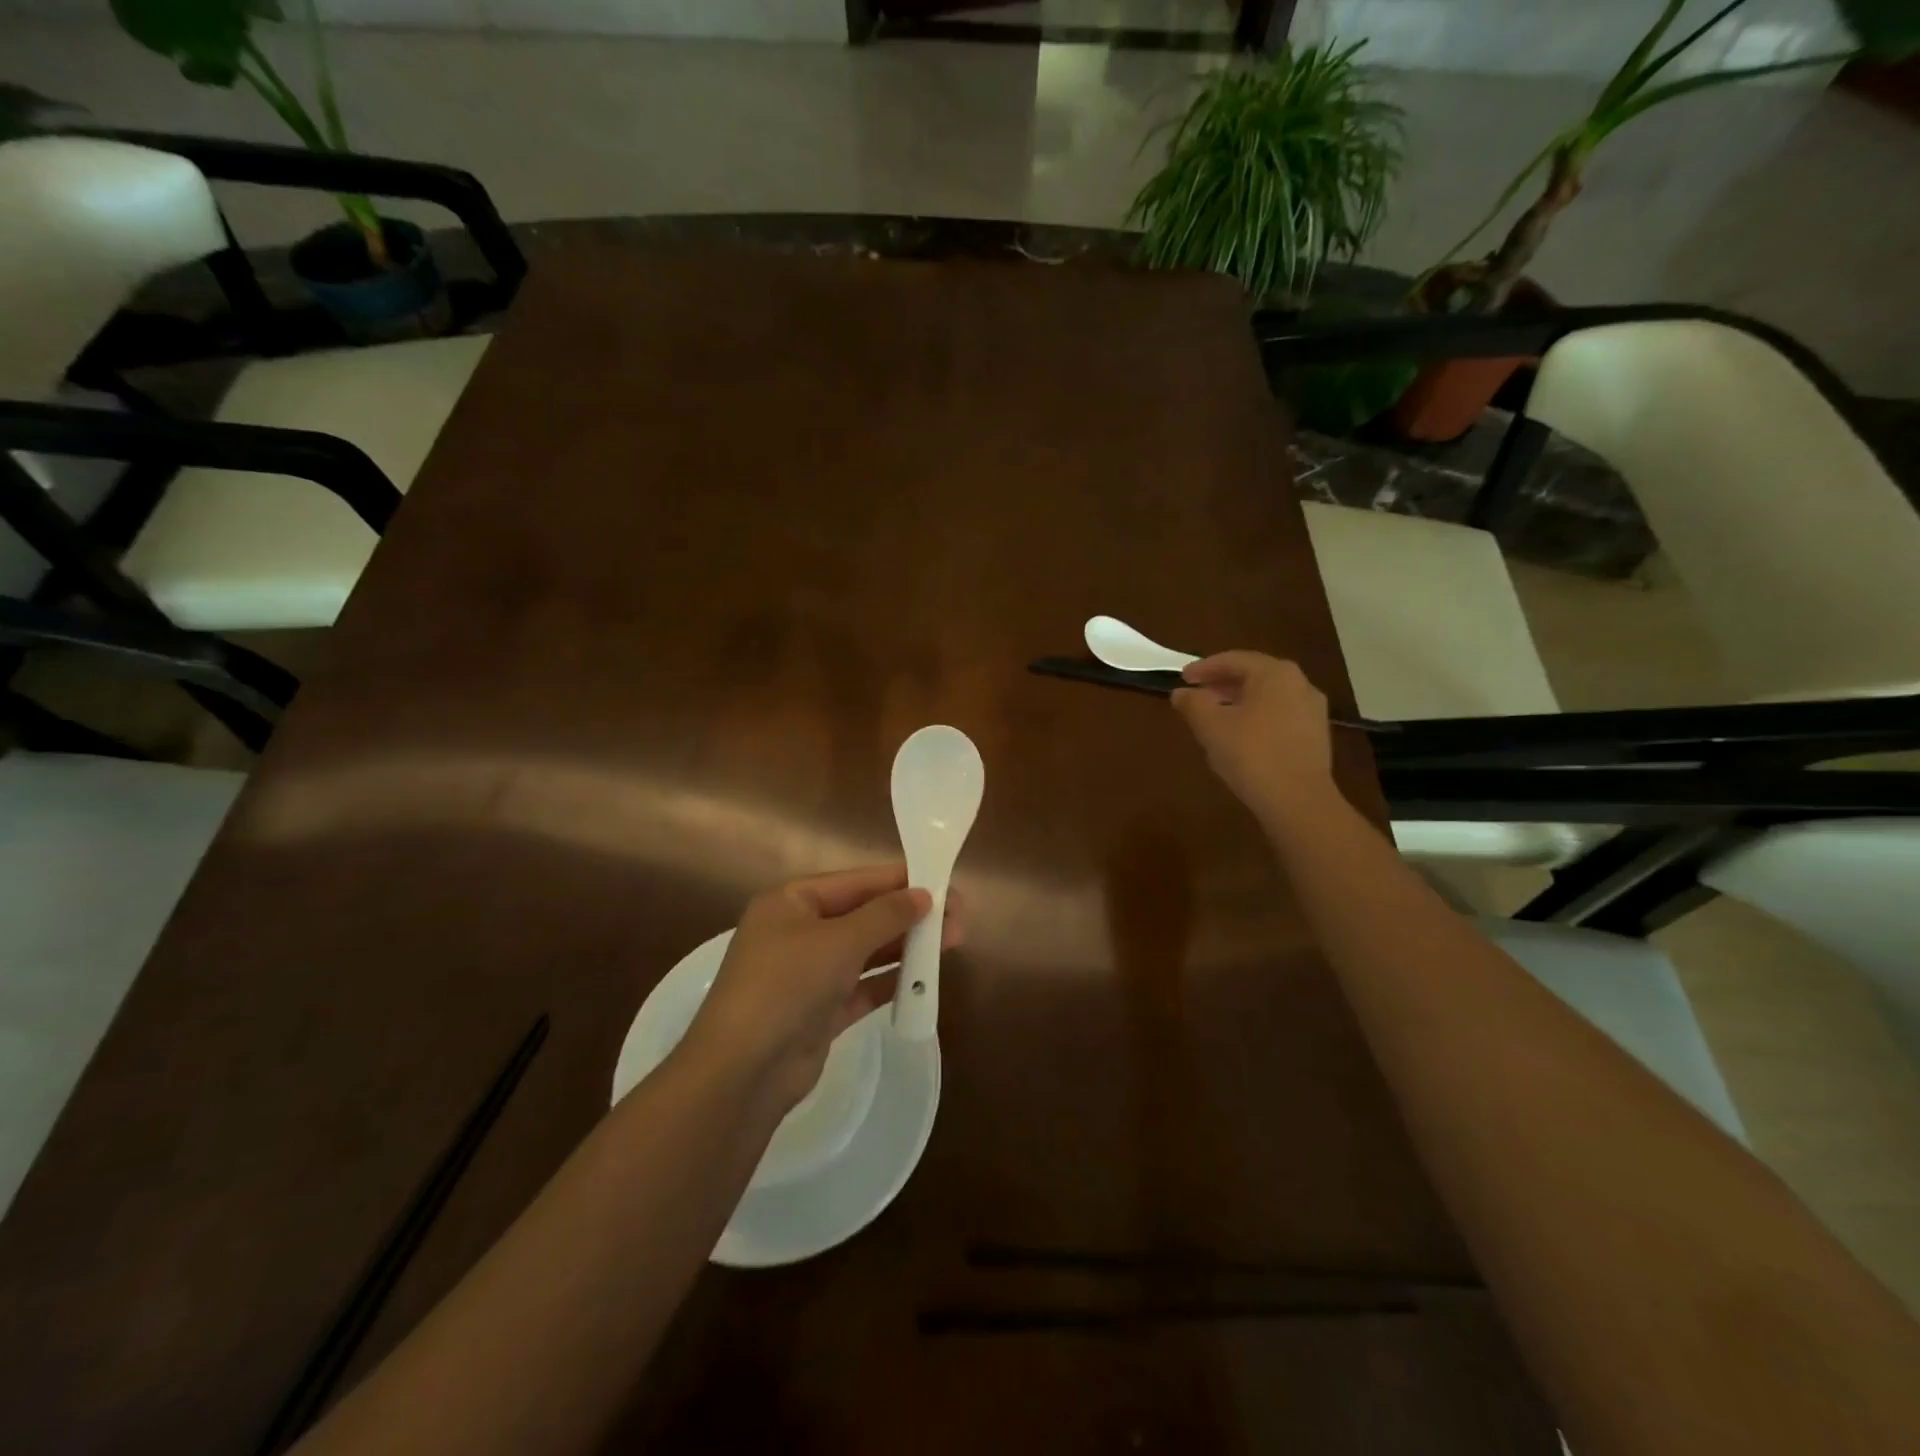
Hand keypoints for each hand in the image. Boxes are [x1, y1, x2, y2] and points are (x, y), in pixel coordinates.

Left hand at [683, 865, 962, 1112]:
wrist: (742, 1071)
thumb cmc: (786, 985)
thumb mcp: (838, 940)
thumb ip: (884, 915)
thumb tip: (922, 894)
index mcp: (792, 902)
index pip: (856, 882)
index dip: (900, 881)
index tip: (943, 882)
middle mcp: (798, 932)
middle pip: (864, 916)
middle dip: (909, 916)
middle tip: (958, 918)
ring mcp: (808, 973)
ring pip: (866, 952)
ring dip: (905, 947)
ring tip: (952, 943)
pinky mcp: (820, 1011)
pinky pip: (862, 987)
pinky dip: (890, 982)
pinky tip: (923, 979)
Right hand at [1171, 651, 1333, 825]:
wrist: (1298, 800)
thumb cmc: (1250, 754)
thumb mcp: (1210, 726)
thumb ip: (1192, 703)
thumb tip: (1180, 693)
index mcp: (1275, 673)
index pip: (1233, 660)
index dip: (1204, 668)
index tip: (1182, 678)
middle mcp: (1299, 683)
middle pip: (1254, 675)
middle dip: (1222, 683)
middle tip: (1197, 693)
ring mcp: (1312, 710)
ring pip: (1268, 696)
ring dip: (1239, 701)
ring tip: (1215, 715)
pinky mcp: (1315, 735)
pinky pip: (1279, 715)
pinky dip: (1256, 717)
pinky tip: (1240, 735)